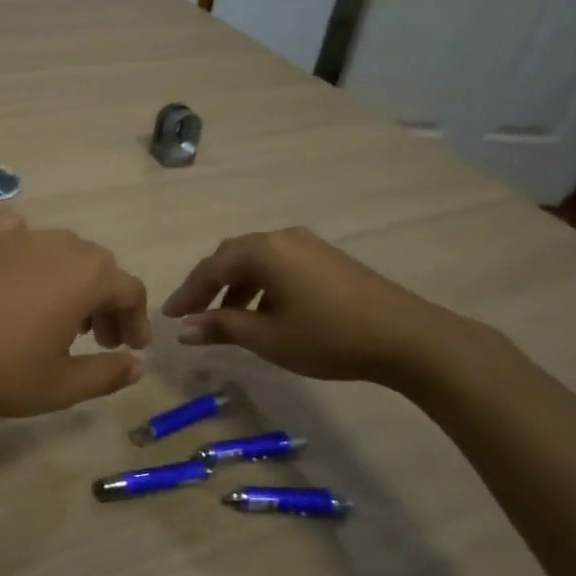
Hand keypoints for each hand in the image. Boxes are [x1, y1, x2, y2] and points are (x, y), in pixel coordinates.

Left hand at [0, 207, 148, 417]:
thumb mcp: (61, 385)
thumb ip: (107, 374)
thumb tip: (137, 365)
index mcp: (87, 276)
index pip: (130, 290)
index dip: (137, 320)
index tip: (131, 348)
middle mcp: (60, 244)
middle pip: (99, 266)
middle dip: (106, 302)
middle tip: (98, 338)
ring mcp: (19, 236)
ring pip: (62, 249)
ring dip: (72, 278)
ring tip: (59, 314)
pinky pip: (17, 231)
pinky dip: (28, 248)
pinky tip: (19, 270)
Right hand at [161, 227, 464, 386]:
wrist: (406, 337)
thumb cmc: (328, 337)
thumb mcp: (268, 338)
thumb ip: (222, 327)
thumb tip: (183, 328)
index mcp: (263, 251)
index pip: (211, 268)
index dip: (187, 293)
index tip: (169, 317)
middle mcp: (282, 237)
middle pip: (232, 257)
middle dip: (209, 286)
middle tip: (193, 315)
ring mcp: (308, 245)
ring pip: (257, 261)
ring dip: (236, 287)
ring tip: (227, 320)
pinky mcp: (327, 258)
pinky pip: (280, 265)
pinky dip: (262, 285)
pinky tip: (265, 312)